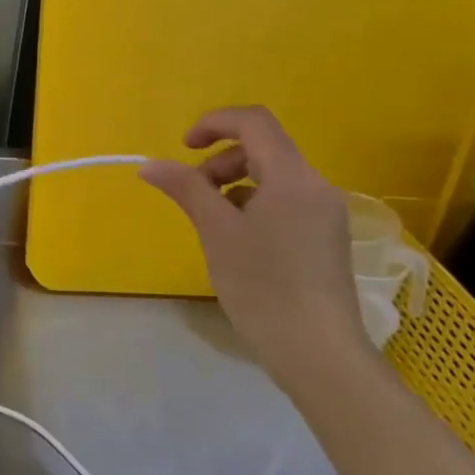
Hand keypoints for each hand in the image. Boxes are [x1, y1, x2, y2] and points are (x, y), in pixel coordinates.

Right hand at [140, 106, 372, 395]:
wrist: (318, 353)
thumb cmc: (263, 286)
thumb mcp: (216, 231)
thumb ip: (185, 188)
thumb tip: (150, 164)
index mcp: (293, 178)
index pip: (254, 121)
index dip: (214, 123)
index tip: (183, 148)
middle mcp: (316, 187)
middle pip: (262, 148)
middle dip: (219, 161)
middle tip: (193, 195)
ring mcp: (324, 214)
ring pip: (272, 177)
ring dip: (233, 185)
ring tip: (212, 223)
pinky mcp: (324, 238)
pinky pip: (283, 202)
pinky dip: (252, 206)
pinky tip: (238, 243)